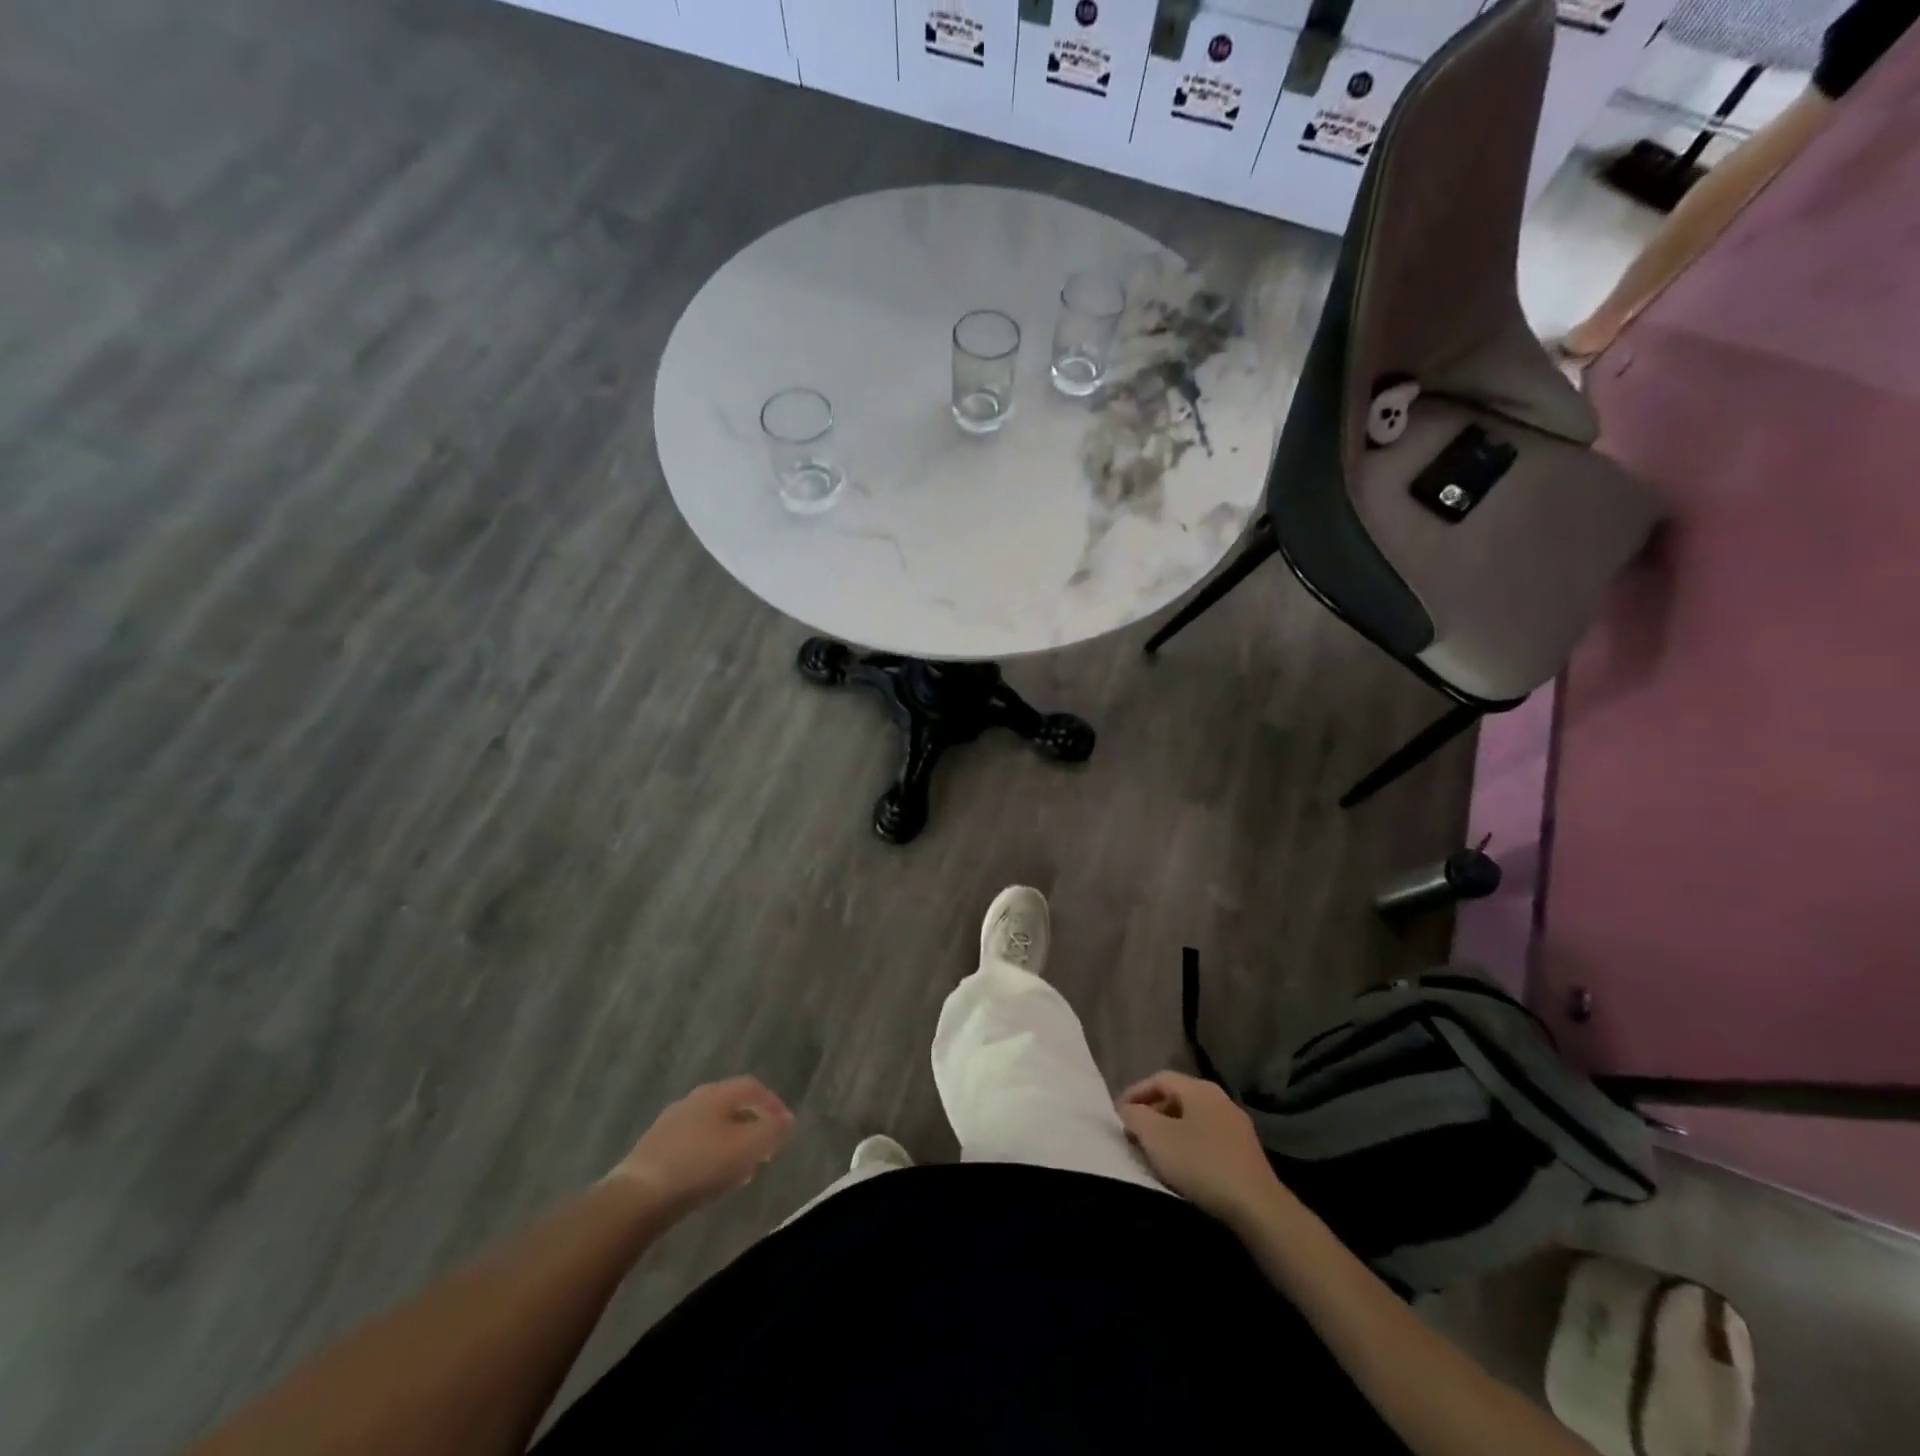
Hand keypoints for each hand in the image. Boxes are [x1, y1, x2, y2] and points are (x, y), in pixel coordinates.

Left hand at [609, 1076, 794, 1214]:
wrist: (637, 1198)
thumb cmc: (700, 1166)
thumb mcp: (748, 1148)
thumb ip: (772, 1131)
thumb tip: (787, 1120)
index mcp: (716, 1094)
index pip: (752, 1086)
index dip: (772, 1103)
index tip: (784, 1126)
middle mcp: (692, 1100)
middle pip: (730, 1104)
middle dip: (751, 1123)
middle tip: (764, 1147)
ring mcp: (669, 1124)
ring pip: (710, 1125)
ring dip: (729, 1140)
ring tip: (740, 1167)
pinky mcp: (653, 1150)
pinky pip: (691, 1144)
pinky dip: (708, 1154)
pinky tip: (709, 1178)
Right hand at [1118, 1071, 1286, 1226]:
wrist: (1257, 1208)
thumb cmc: (1201, 1164)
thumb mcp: (1156, 1137)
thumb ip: (1135, 1117)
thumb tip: (1127, 1109)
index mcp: (1200, 1089)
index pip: (1159, 1079)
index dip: (1135, 1093)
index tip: (1118, 1114)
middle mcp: (1220, 1099)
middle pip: (1177, 1098)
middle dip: (1151, 1114)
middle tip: (1133, 1134)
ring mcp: (1237, 1126)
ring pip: (1193, 1120)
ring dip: (1169, 1132)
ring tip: (1154, 1153)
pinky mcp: (1246, 1153)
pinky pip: (1208, 1139)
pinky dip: (1189, 1146)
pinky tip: (1182, 1169)